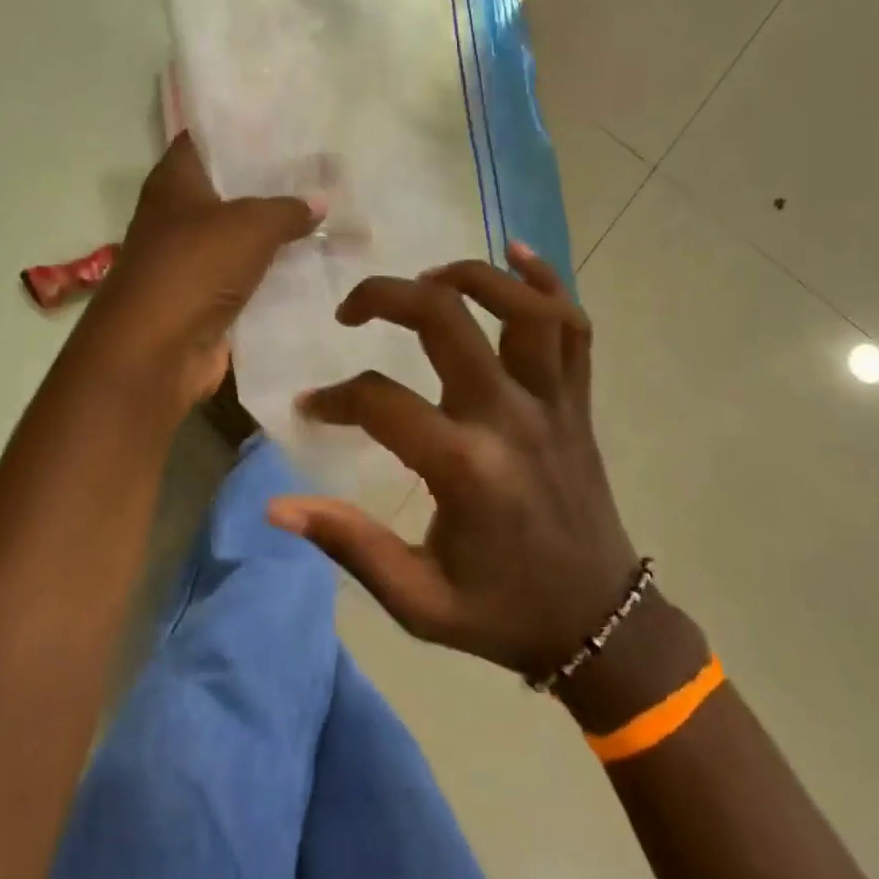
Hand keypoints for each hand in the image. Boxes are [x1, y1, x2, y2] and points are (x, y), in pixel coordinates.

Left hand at [77, 133, 320, 412]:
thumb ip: (288, 208)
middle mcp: (179, 214)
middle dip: (273, 181)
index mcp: (175, 181)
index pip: (207, 138)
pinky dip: (277, 271)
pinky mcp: (207, 297)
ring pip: (243, 234)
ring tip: (330, 212)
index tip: (287, 124)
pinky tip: (317, 260)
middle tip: (322, 169)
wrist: (156, 351)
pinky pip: (249, 275)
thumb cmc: (194, 267)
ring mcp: (192, 258)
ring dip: (279, 230)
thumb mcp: (250, 225)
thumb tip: (318, 202)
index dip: (243, 129)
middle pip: (230, 187)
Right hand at [267, 243, 638, 682]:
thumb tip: (276, 505)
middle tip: (353, 310)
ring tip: (427, 281)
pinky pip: (573, 325)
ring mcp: (553, 402)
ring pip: (522, 306)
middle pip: (446, 319)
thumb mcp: (417, 600)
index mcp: (465, 467)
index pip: (380, 400)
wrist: (602, 624)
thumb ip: (348, 545)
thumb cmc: (502, 612)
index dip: (335, 398)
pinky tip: (516, 253)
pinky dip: (546, 280)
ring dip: (470, 276)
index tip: (312, 408)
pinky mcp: (578, 401)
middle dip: (387, 295)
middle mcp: (510, 417)